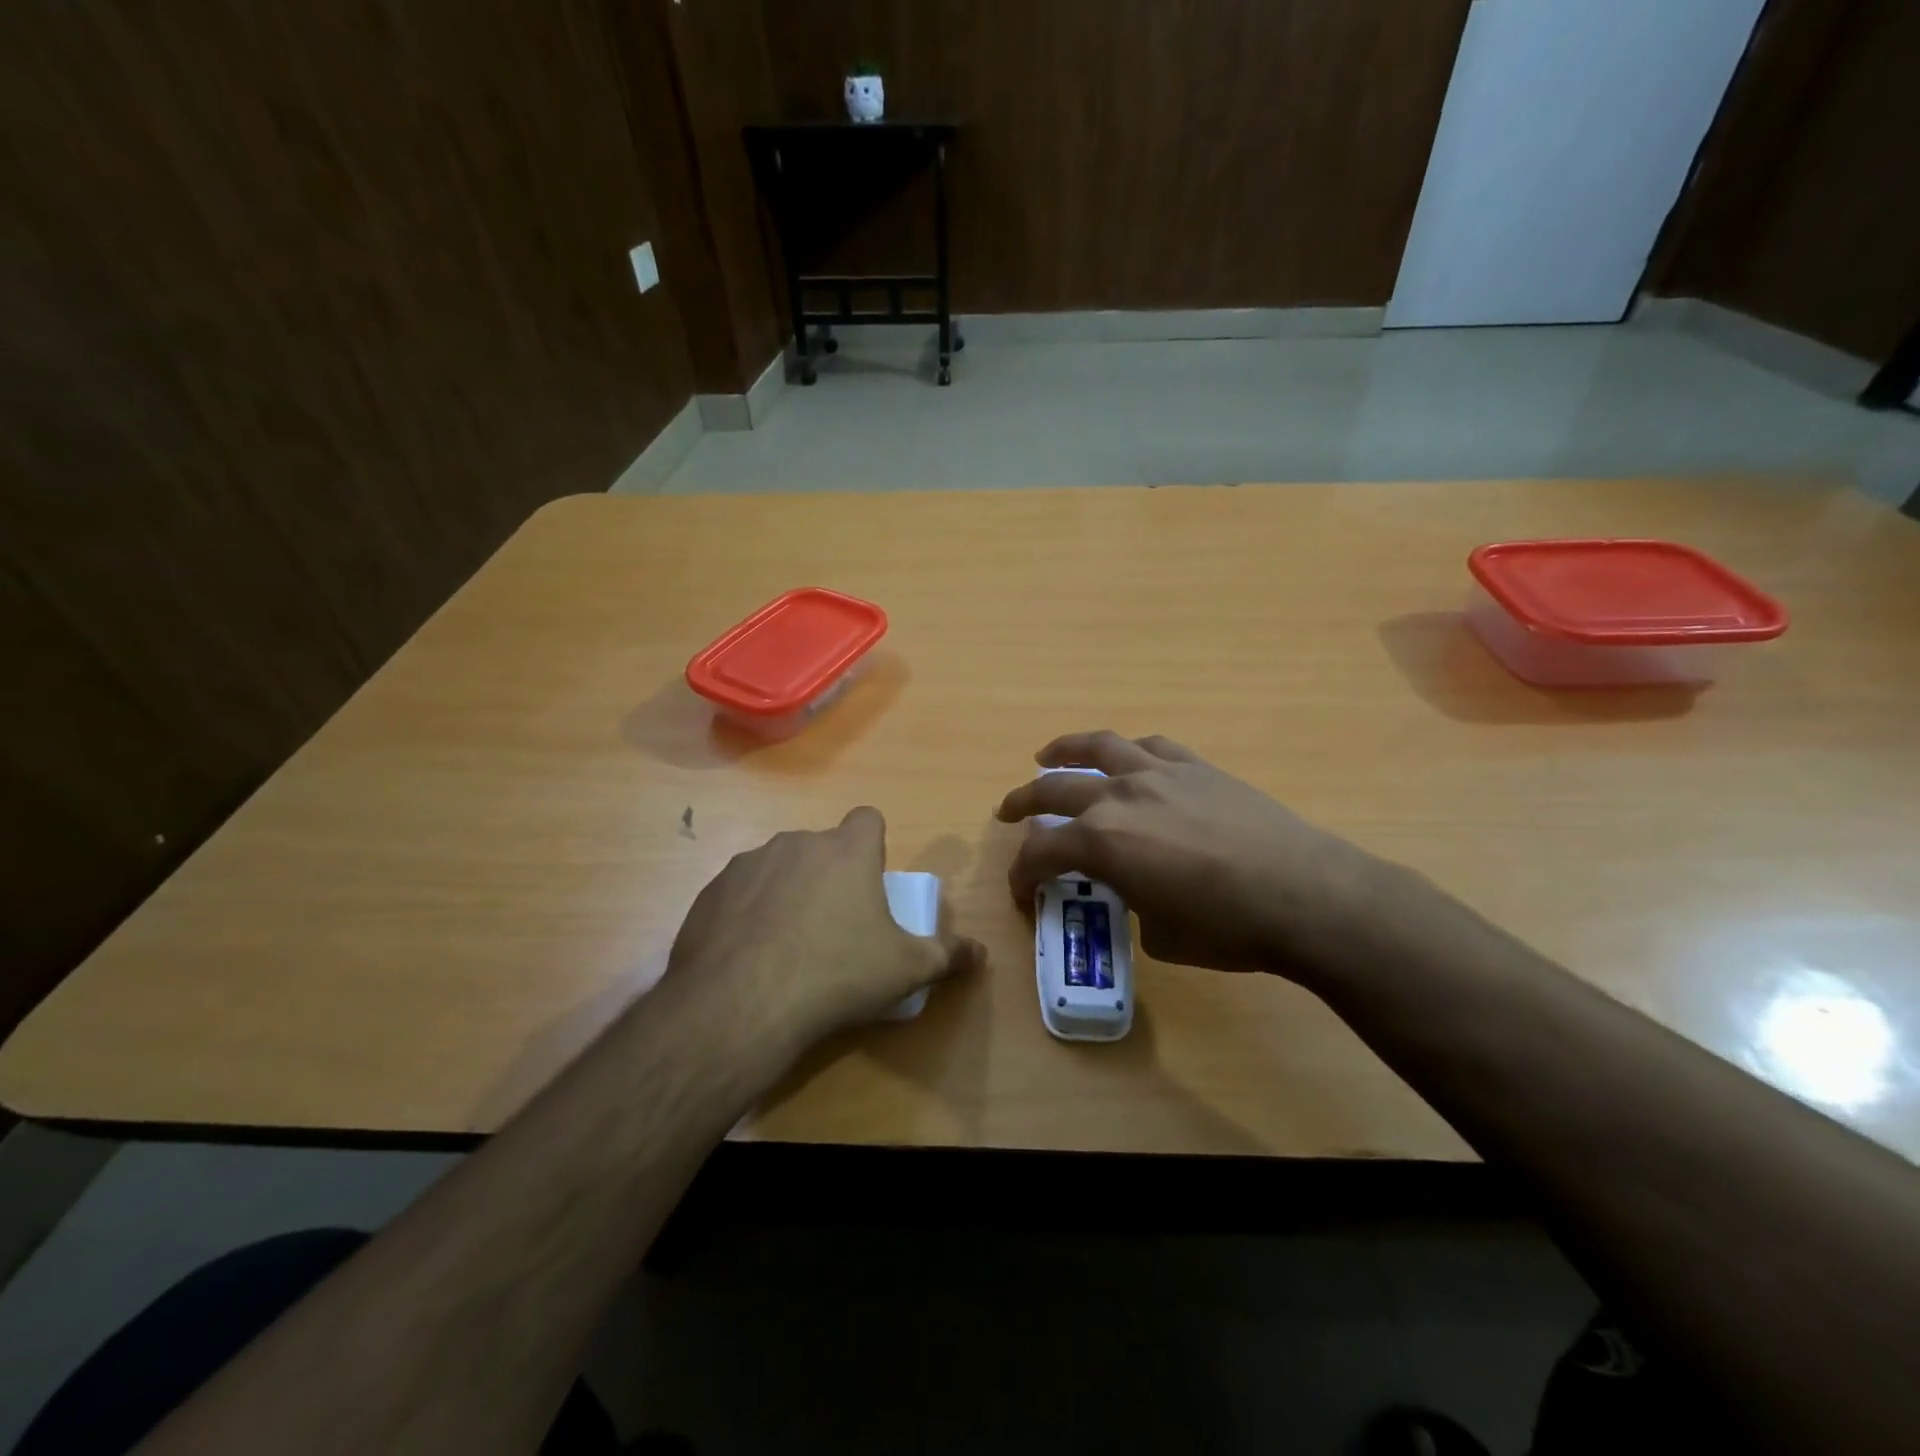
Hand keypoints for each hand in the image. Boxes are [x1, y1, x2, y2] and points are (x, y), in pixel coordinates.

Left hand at [664, 807, 981, 1050]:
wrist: (739, 1004)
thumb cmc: (836, 974)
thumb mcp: (905, 970)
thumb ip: (948, 956)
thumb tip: (981, 955)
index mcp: (846, 851)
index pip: (867, 819)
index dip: (873, 844)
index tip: (871, 881)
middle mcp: (797, 843)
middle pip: (822, 847)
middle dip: (830, 875)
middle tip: (836, 925)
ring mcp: (748, 864)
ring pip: (778, 867)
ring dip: (788, 892)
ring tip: (788, 945)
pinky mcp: (711, 891)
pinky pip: (740, 893)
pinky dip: (748, 914)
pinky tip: (749, 956)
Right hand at [995, 731, 1386, 981]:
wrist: (1305, 895)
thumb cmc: (1227, 928)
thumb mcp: (1160, 935)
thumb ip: (1132, 904)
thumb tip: (1136, 892)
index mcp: (1102, 842)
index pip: (1041, 853)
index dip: (1022, 874)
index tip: (1020, 891)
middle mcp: (1119, 797)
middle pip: (1053, 789)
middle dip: (1023, 803)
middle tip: (1007, 812)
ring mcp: (1159, 774)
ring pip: (1097, 747)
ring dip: (1064, 751)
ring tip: (1047, 756)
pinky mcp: (1197, 767)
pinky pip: (1150, 747)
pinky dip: (1126, 751)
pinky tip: (1125, 758)